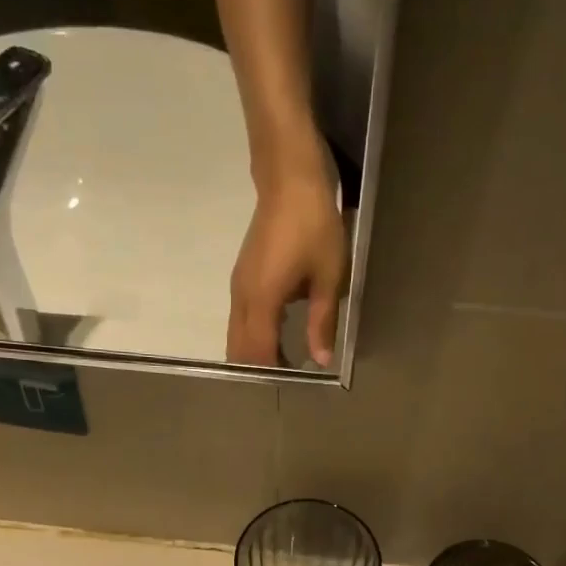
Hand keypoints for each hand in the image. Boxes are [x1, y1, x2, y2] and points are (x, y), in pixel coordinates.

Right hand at [226, 149, 347, 367]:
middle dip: (259, 369)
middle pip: (239, 349)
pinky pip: (240, 320)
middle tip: (288, 379)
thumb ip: (323, 321)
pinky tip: (278, 337)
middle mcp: (243, 299)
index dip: (272, 373)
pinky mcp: (242, 279)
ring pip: (236, 336)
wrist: (288, 179)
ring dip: (255, 354)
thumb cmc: (314, 225)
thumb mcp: (329, 276)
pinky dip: (253, 337)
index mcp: (263, 301)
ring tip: (285, 363)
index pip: (258, 353)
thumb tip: (322, 360)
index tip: (292, 386)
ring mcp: (238, 288)